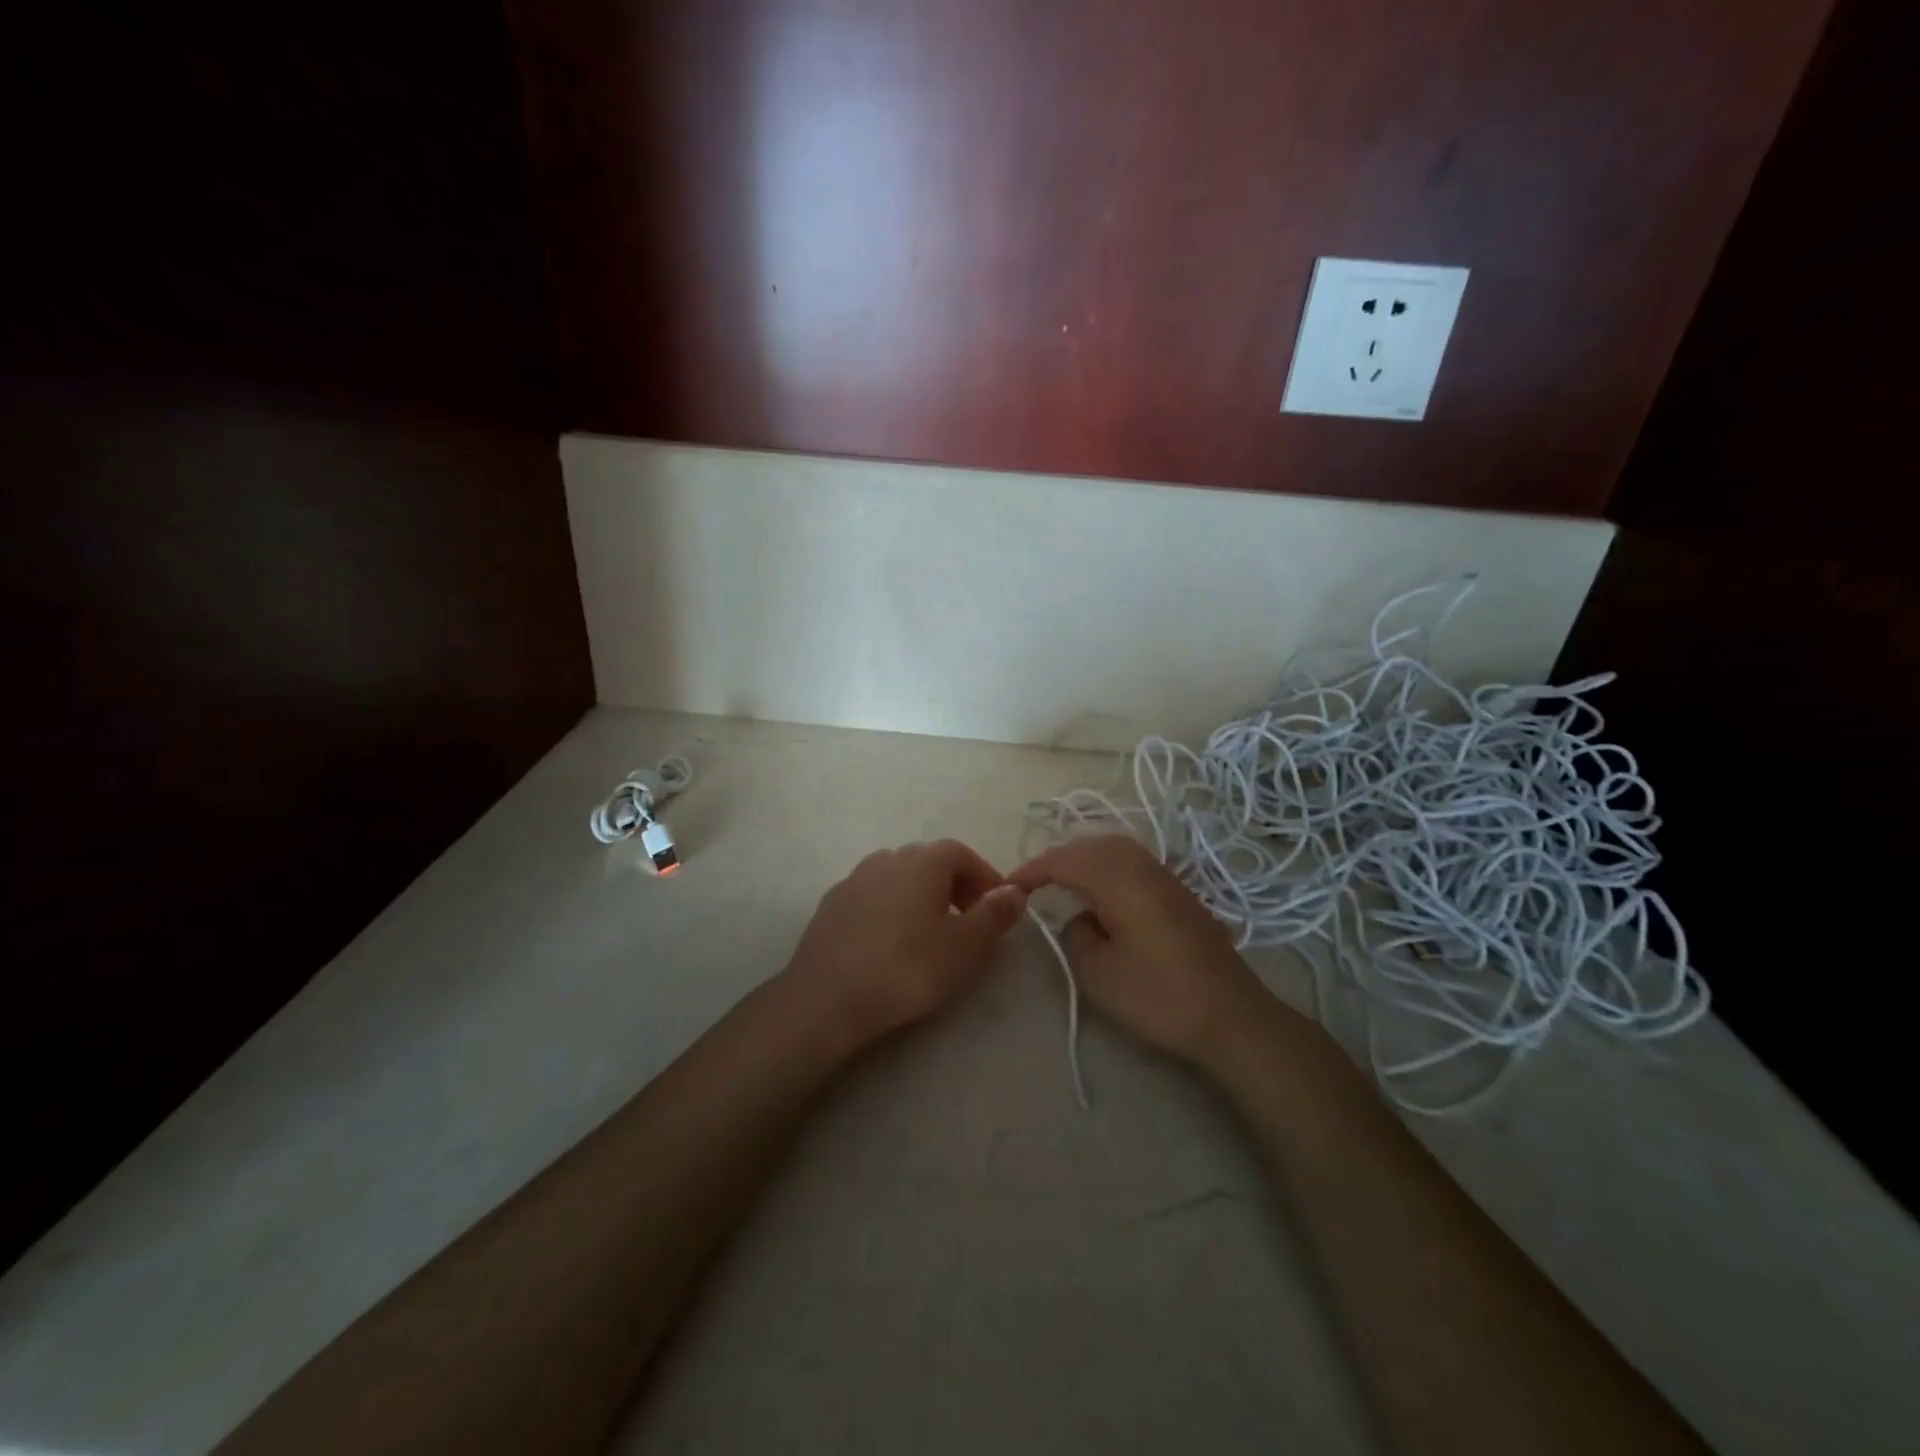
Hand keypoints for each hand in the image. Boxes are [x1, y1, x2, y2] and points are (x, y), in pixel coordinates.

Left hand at [782, 840, 1027, 1049]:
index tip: (997, 909)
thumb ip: (994, 914)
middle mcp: (887, 858)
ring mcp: (854, 879)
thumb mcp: (965, 946)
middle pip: (930, 863)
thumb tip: (1015, 890)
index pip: (962, 854)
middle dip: (955, 887)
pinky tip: (891, 944)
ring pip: (899, 879)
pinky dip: (891, 911)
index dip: (984, 878)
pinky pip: (873, 897)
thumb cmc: (907, 968)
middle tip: (968, 924)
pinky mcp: (832, 904)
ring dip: (921, 898)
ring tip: (930, 935)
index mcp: (923, 861)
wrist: (827, 998)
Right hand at [1011, 835, 1291, 1063]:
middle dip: (1058, 858)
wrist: (1231, 1017)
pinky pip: (1133, 864)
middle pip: (1091, 845)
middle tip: (1033, 882)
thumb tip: (1080, 918)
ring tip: (1063, 882)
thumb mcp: (1097, 973)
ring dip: (1084, 859)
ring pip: (1115, 850)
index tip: (1009, 887)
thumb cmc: (1158, 995)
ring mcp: (1166, 877)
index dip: (1033, 870)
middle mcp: (1142, 866)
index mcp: (1118, 878)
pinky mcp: (1180, 894)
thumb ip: (1075, 935)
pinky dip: (1108, 868)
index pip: (1064, 860)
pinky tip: (1103, 894)